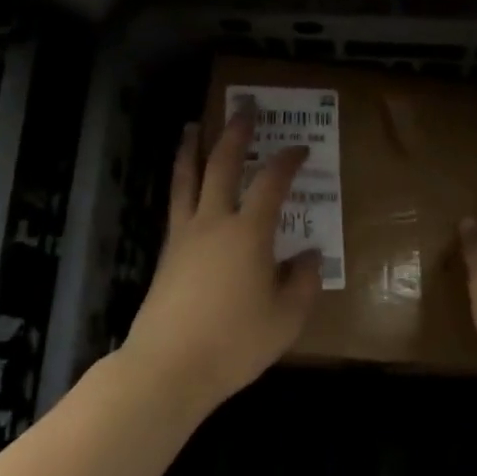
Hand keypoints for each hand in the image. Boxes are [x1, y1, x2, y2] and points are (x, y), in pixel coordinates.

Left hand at [121, 106, 322, 415]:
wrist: (169, 367)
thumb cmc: (235, 343)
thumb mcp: (286, 319)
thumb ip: (303, 283)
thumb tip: (310, 255)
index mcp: (249, 233)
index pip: (272, 183)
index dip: (288, 160)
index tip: (299, 148)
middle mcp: (214, 222)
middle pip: (223, 165)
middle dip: (235, 133)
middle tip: (242, 108)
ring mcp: (184, 235)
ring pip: (187, 179)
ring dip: (192, 148)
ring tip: (192, 126)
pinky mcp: (166, 253)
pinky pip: (175, 204)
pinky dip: (180, 182)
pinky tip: (182, 184)